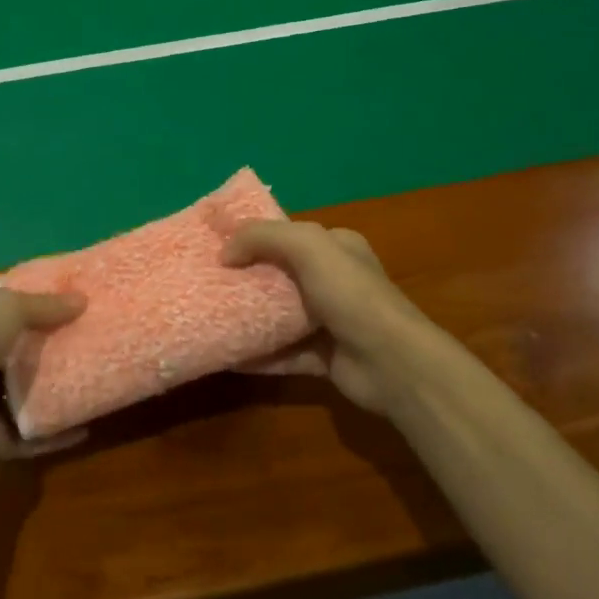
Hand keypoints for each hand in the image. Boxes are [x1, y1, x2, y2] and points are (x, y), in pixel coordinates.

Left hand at [0, 288, 86, 468]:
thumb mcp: (5, 310)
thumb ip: (43, 305)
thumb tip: (83, 300)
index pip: (14, 314)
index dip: (44, 307)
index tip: (82, 302)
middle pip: (28, 354)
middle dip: (59, 348)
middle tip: (101, 341)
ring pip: (35, 395)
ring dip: (63, 391)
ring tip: (102, 380)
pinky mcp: (1, 439)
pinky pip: (37, 436)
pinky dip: (60, 434)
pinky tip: (88, 426)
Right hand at [225, 221, 456, 417]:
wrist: (392, 363)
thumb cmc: (351, 294)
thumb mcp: (307, 246)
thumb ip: (262, 237)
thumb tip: (224, 252)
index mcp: (337, 247)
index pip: (289, 235)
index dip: (254, 237)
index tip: (217, 245)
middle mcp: (335, 281)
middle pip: (280, 275)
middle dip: (246, 277)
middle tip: (207, 281)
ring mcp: (330, 321)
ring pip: (279, 315)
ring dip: (248, 316)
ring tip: (209, 315)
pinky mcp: (324, 357)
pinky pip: (282, 354)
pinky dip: (257, 355)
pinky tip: (227, 355)